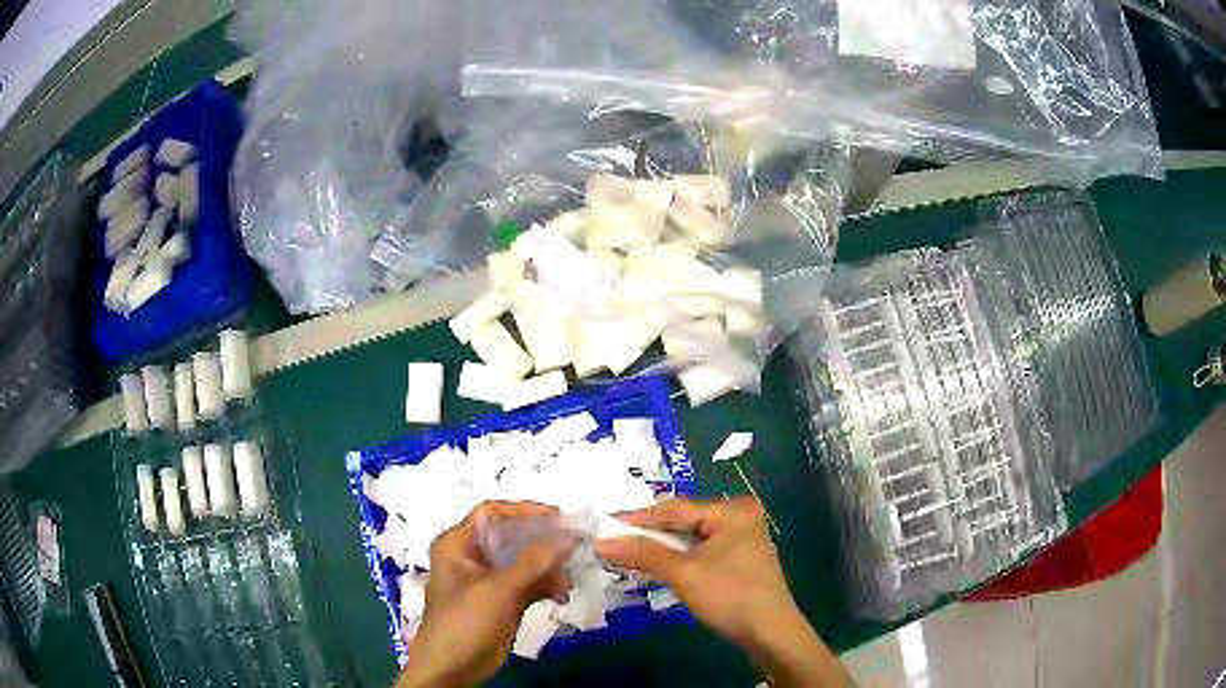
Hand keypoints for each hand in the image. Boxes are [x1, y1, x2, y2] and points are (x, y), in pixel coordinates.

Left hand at [396, 501, 572, 687]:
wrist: (453, 668)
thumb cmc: (465, 621)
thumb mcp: (498, 589)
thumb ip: (533, 562)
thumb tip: (568, 536)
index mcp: (458, 544)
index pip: (492, 513)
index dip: (523, 510)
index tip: (558, 517)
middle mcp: (472, 557)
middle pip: (511, 537)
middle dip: (542, 542)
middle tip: (574, 546)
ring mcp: (488, 580)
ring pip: (523, 562)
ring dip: (548, 568)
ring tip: (569, 579)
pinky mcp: (502, 601)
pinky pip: (528, 584)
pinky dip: (546, 586)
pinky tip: (563, 594)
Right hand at [595, 497, 850, 686]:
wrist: (770, 633)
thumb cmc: (729, 595)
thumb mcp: (683, 573)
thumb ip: (643, 553)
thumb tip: (601, 541)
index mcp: (732, 510)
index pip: (676, 508)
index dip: (638, 518)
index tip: (605, 526)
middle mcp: (740, 517)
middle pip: (685, 521)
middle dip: (651, 534)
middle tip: (614, 541)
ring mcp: (744, 539)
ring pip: (693, 538)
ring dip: (664, 548)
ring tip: (630, 553)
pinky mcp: (742, 560)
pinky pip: (704, 551)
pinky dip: (681, 559)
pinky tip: (661, 566)